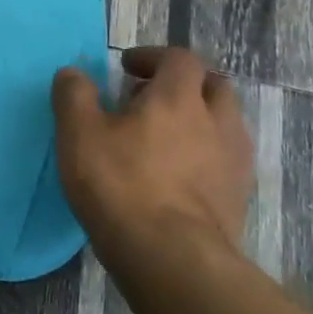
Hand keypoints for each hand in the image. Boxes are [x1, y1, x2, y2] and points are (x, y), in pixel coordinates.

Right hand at [51, 47, 253, 271]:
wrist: (171, 256)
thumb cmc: (120, 184)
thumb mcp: (78, 133)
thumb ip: (74, 95)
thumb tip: (73, 72)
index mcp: (179, 98)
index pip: (179, 58)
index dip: (153, 57)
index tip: (126, 68)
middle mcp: (216, 121)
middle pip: (213, 86)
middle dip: (184, 85)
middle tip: (149, 100)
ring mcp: (234, 161)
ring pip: (225, 124)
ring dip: (199, 120)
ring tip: (164, 139)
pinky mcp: (239, 197)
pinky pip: (226, 160)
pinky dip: (206, 155)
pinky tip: (178, 176)